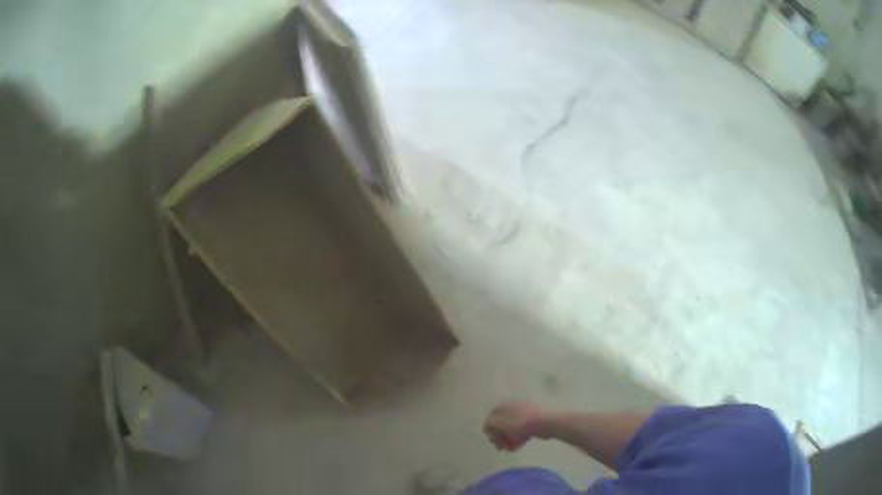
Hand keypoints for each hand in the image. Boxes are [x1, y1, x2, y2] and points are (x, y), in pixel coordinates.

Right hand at [483, 401, 545, 451]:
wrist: (545, 423)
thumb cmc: (519, 424)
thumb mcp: (499, 424)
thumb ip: (489, 424)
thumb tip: (487, 427)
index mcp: (504, 406)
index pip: (491, 417)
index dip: (489, 430)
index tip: (493, 439)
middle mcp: (513, 408)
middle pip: (501, 424)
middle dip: (499, 437)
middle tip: (500, 447)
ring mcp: (524, 415)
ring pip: (511, 429)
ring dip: (507, 440)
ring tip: (508, 449)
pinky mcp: (532, 423)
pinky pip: (521, 432)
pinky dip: (517, 440)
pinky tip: (516, 448)